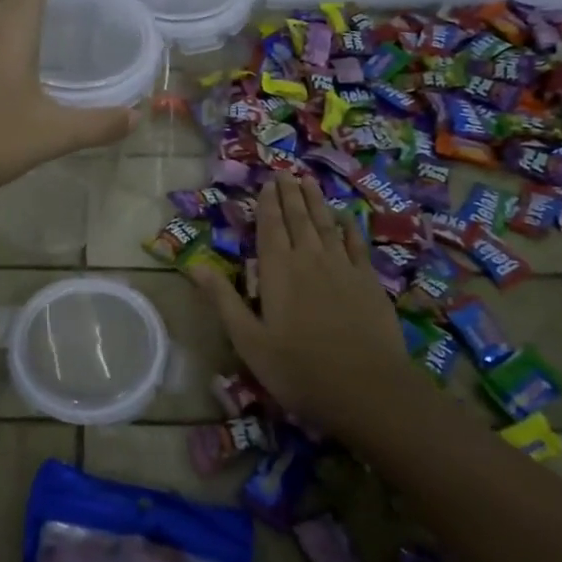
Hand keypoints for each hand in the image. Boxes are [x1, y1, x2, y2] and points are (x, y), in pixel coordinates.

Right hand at [187, 174, 413, 440]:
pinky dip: (350, 227)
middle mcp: (310, 259)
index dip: (268, 203)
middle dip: (290, 194)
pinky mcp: (369, 282)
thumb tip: (193, 265)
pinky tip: (346, 216)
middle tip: (285, 172)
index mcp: (278, 270)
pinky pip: (356, 244)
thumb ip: (223, 299)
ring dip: (316, 201)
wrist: (368, 389)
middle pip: (299, 218)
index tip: (267, 182)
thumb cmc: (299, 369)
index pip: (270, 227)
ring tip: (309, 181)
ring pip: (326, 224)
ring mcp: (343, 267)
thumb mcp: (249, 340)